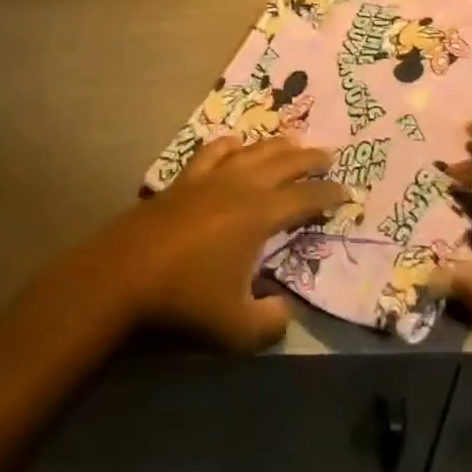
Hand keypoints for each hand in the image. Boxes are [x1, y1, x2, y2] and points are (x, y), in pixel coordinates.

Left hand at [96, 136, 346, 353]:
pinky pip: (214, 151)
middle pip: (284, 161)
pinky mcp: (185, 179)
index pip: (305, 197)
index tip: (347, 193)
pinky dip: (231, 145)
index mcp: (260, 214)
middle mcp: (240, 185)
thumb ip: (270, 322)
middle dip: (310, 158)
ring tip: (292, 142)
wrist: (124, 275)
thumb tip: (286, 310)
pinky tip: (235, 145)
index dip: (329, 194)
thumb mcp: (236, 328)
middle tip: (329, 156)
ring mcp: (210, 177)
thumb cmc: (184, 300)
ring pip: (253, 150)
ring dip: (276, 145)